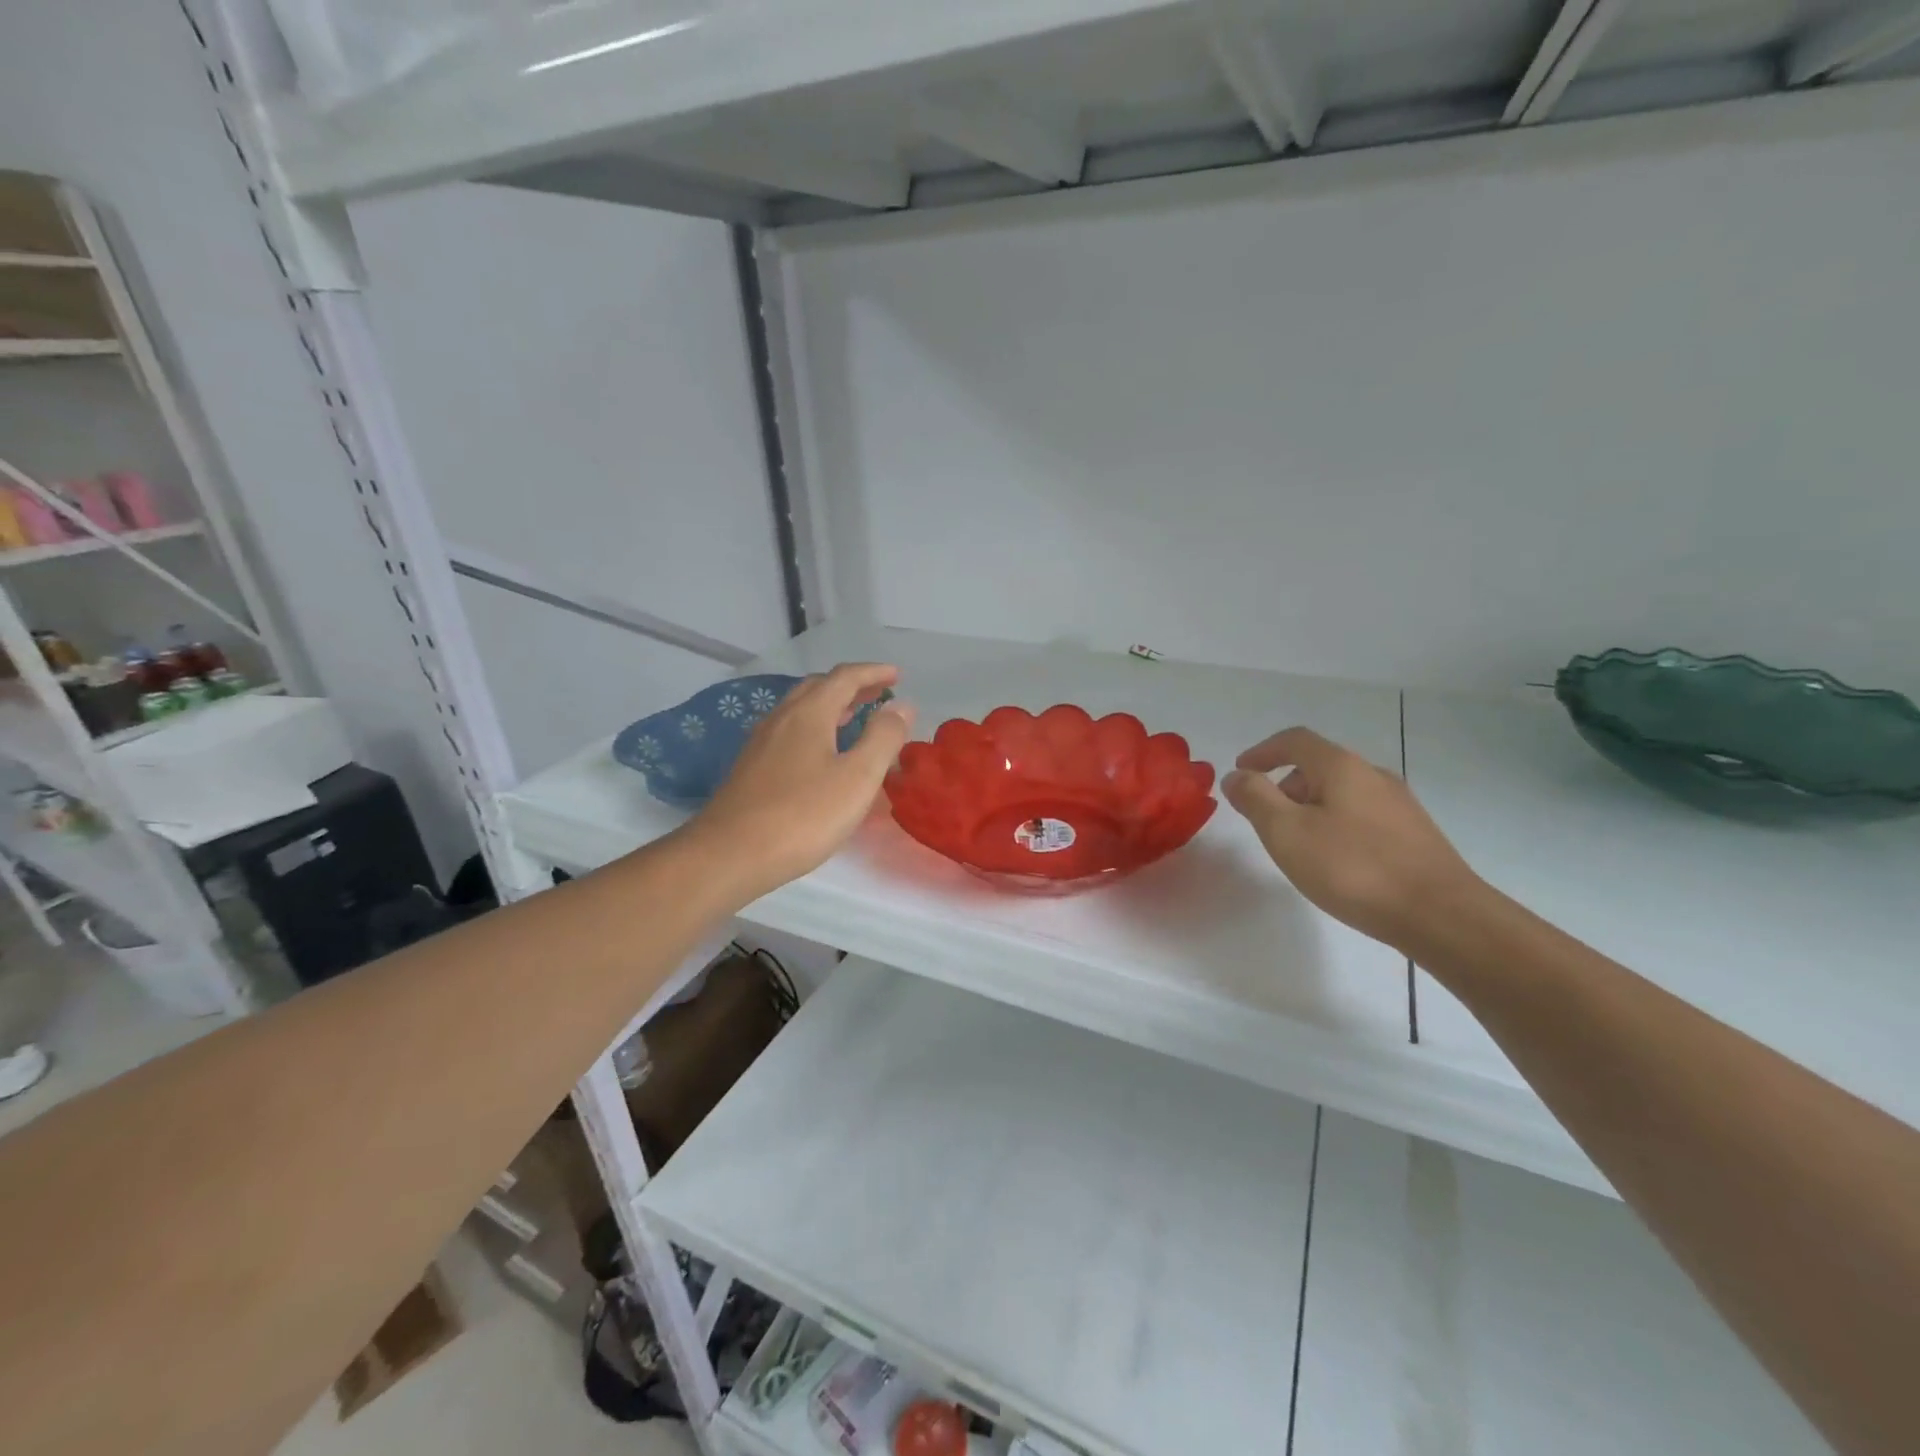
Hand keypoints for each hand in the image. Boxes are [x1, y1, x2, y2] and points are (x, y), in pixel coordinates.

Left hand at [687, 663, 915, 903]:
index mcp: (809, 713)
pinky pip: (789, 731)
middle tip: (879, 693)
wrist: (729, 854)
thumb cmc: (802, 816)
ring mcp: (761, 742)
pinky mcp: (751, 767)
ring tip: (853, 716)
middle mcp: (782, 718)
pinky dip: (814, 726)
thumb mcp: (857, 778)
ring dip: (830, 705)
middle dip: (851, 685)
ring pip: (800, 709)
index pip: (844, 677)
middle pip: (818, 687)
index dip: (873, 672)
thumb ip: (883, 738)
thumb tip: (901, 706)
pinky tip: (820, 753)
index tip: (898, 675)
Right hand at [1221, 727, 1480, 953]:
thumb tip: (1237, 776)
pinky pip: (1362, 816)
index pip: (1295, 741)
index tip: (1241, 772)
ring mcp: (1399, 805)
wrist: (1441, 916)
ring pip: (1342, 793)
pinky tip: (1336, 862)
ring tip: (1298, 845)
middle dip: (1285, 785)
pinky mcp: (1414, 835)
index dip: (1263, 751)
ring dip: (1311, 807)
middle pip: (1320, 766)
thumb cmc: (1353, 868)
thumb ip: (1255, 799)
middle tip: (1265, 818)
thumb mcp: (1287, 832)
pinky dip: (1336, 825)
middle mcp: (1373, 776)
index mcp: (1341, 767)